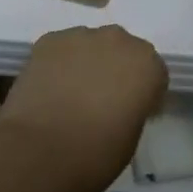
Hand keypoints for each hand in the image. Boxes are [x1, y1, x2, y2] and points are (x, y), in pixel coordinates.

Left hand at [0, 24, 166, 191]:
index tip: (133, 113)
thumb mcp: (131, 138)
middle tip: (102, 101)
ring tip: (71, 95)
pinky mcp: (49, 40)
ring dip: (88, 63)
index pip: (154, 73)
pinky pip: (62, 49)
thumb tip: (120, 103)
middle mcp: (118, 40)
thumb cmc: (95, 156)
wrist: (38, 152)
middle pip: (122, 51)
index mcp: (146, 65)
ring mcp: (80, 35)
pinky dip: (60, 64)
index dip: (144, 94)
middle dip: (116, 70)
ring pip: (91, 46)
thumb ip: (133, 108)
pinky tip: (50, 89)